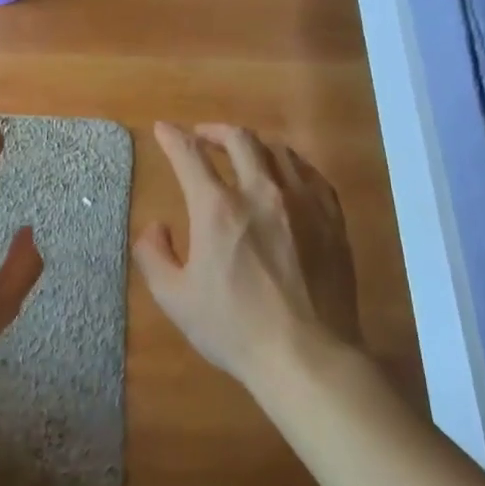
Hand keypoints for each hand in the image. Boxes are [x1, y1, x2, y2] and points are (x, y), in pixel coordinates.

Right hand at [134, 122, 360, 393]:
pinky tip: (286, 175)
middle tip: (203, 137)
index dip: (172, 138)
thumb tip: (156, 227)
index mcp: (217, 209)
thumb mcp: (174, 298)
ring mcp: (302, 203)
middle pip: (239, 139)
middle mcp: (260, 193)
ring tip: (244, 152)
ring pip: (278, 151)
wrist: (306, 355)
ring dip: (253, 144)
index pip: (189, 155)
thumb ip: (153, 255)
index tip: (163, 130)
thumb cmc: (233, 329)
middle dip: (215, 131)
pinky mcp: (332, 219)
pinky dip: (290, 164)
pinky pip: (311, 174)